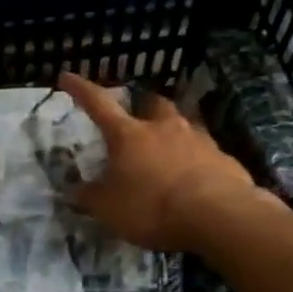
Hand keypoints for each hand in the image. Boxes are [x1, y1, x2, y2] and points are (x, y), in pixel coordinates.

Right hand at [59, 71, 261, 252]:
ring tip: (170, 151)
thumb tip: (74, 191)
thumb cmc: (152, 207)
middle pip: (152, 104)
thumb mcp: (109, 209)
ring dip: (174, 133)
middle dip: (144, 108)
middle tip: (139, 118)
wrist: (219, 216)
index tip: (68, 76)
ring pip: (184, 125)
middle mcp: (164, 128)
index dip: (81, 90)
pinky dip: (198, 161)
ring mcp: (199, 140)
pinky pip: (207, 153)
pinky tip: (197, 179)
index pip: (99, 104)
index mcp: (129, 135)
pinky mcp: (225, 159)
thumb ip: (90, 198)